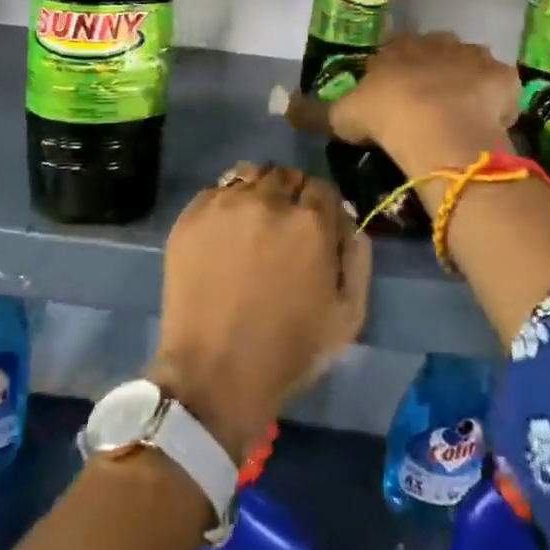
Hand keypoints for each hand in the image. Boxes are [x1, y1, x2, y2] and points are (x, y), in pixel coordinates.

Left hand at [150, 165, 370, 464]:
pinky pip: (216, 191)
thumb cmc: (289, 351)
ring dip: (258, 191)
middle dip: (291, 195)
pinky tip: (224, 234)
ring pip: (249, 175)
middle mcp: (268, 201)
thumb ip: (358, 258)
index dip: (322, 207)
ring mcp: (225, 205)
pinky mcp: (191, 216)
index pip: (323, 188)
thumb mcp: (348, 316)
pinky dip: (226, 204)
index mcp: (310, 222)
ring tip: (253, 223)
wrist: (214, 374)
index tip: (317, 227)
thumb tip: (352, 222)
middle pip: (286, 176)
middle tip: (284, 228)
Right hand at [299, 32, 522, 178]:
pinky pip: (500, 87)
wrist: (439, 127)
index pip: (395, 50)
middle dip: (433, 71)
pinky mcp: (503, 78)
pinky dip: (496, 101)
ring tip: (460, 115)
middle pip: (436, 51)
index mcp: (399, 47)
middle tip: (428, 105)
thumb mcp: (340, 116)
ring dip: (465, 82)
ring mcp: (474, 57)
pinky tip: (487, 123)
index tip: (394, 95)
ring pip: (470, 64)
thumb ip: (313, 110)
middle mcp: (437, 42)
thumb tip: (282, 105)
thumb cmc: (386, 115)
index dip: (395, 72)